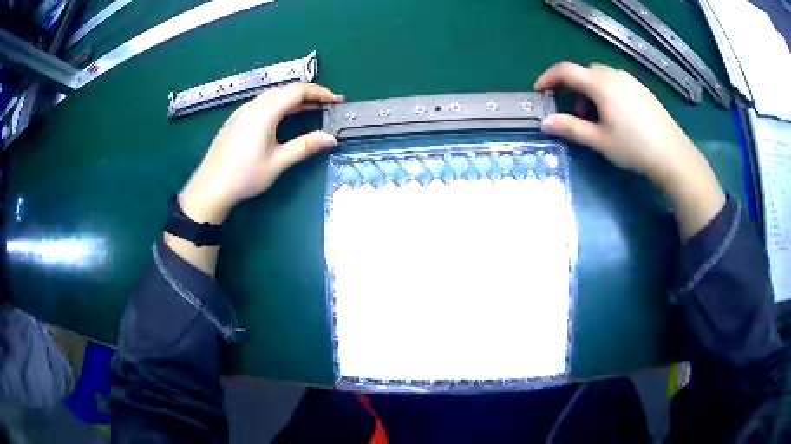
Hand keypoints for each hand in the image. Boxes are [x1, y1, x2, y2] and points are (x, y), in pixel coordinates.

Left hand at [179, 83, 343, 224]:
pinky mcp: (235, 120)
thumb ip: (305, 146)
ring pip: (272, 95)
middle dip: (308, 94)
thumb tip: (331, 138)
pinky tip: (282, 117)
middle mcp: (253, 105)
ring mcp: (241, 112)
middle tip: (325, 105)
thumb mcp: (278, 162)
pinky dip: (278, 105)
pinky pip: (261, 103)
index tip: (335, 100)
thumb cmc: (245, 176)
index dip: (319, 92)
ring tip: (309, 110)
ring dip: (292, 99)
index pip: (297, 91)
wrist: (210, 188)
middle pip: (285, 90)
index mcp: (264, 112)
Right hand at [534, 62, 724, 238]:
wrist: (672, 155)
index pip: (566, 70)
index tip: (539, 92)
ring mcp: (630, 80)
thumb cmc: (633, 148)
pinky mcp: (642, 89)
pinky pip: (616, 82)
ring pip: (601, 76)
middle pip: (584, 72)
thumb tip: (545, 122)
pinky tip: (615, 115)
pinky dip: (606, 91)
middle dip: (572, 87)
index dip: (548, 78)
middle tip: (573, 112)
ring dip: (590, 90)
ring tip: (596, 117)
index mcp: (600, 84)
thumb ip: (571, 128)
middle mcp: (614, 75)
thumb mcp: (599, 140)